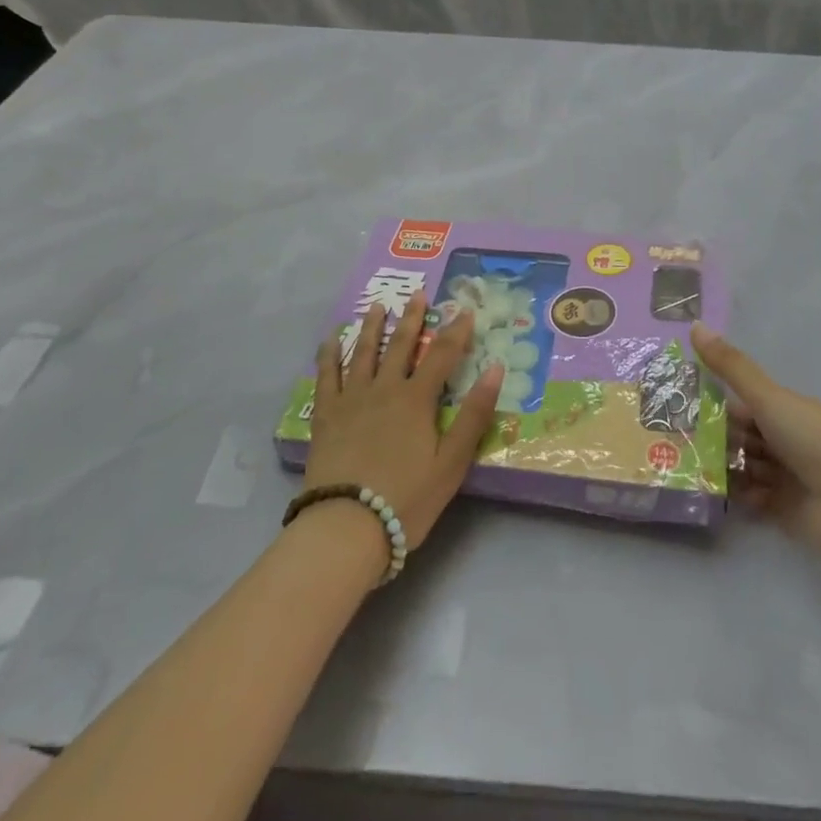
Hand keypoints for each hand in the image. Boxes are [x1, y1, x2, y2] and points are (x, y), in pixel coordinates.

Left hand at [305, 294, 504, 551]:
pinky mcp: (325, 416)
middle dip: (412, 318)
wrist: (346, 526)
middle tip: (417, 293)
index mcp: (416, 399)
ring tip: (378, 307)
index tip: (465, 309)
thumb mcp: (452, 462)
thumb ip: (474, 415)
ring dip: (372, 327)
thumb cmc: (406, 499)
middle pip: (400, 345)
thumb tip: (495, 369)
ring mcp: (351, 399)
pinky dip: (329, 355)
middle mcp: (384, 389)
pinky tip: (330, 340)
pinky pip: (326, 376)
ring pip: (363, 353)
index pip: (442, 355)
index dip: (456, 331)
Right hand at [692, 323, 820, 557]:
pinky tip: (710, 489)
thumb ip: (731, 367)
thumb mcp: (768, 399)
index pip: (743, 402)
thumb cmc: (814, 442)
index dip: (713, 401)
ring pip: (743, 464)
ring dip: (720, 464)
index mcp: (786, 409)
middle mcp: (785, 440)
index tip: (677, 402)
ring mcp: (785, 475)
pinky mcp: (783, 509)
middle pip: (740, 434)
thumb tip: (695, 323)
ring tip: (683, 464)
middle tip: (672, 437)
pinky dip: (734, 492)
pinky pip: (750, 496)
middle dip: (711, 435)